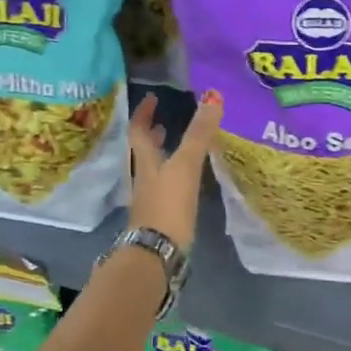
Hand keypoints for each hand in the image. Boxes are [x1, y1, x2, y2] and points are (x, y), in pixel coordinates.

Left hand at [128, 89, 221, 251]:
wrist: (157, 253)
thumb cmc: (168, 205)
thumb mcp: (185, 166)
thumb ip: (199, 134)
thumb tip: (213, 97)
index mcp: (145, 161)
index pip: (138, 130)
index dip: (143, 113)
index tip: (152, 98)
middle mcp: (143, 178)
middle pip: (142, 151)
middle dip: (151, 135)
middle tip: (162, 123)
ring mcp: (148, 199)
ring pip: (152, 170)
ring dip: (161, 156)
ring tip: (174, 148)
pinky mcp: (158, 217)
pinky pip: (162, 188)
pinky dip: (171, 177)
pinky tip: (185, 182)